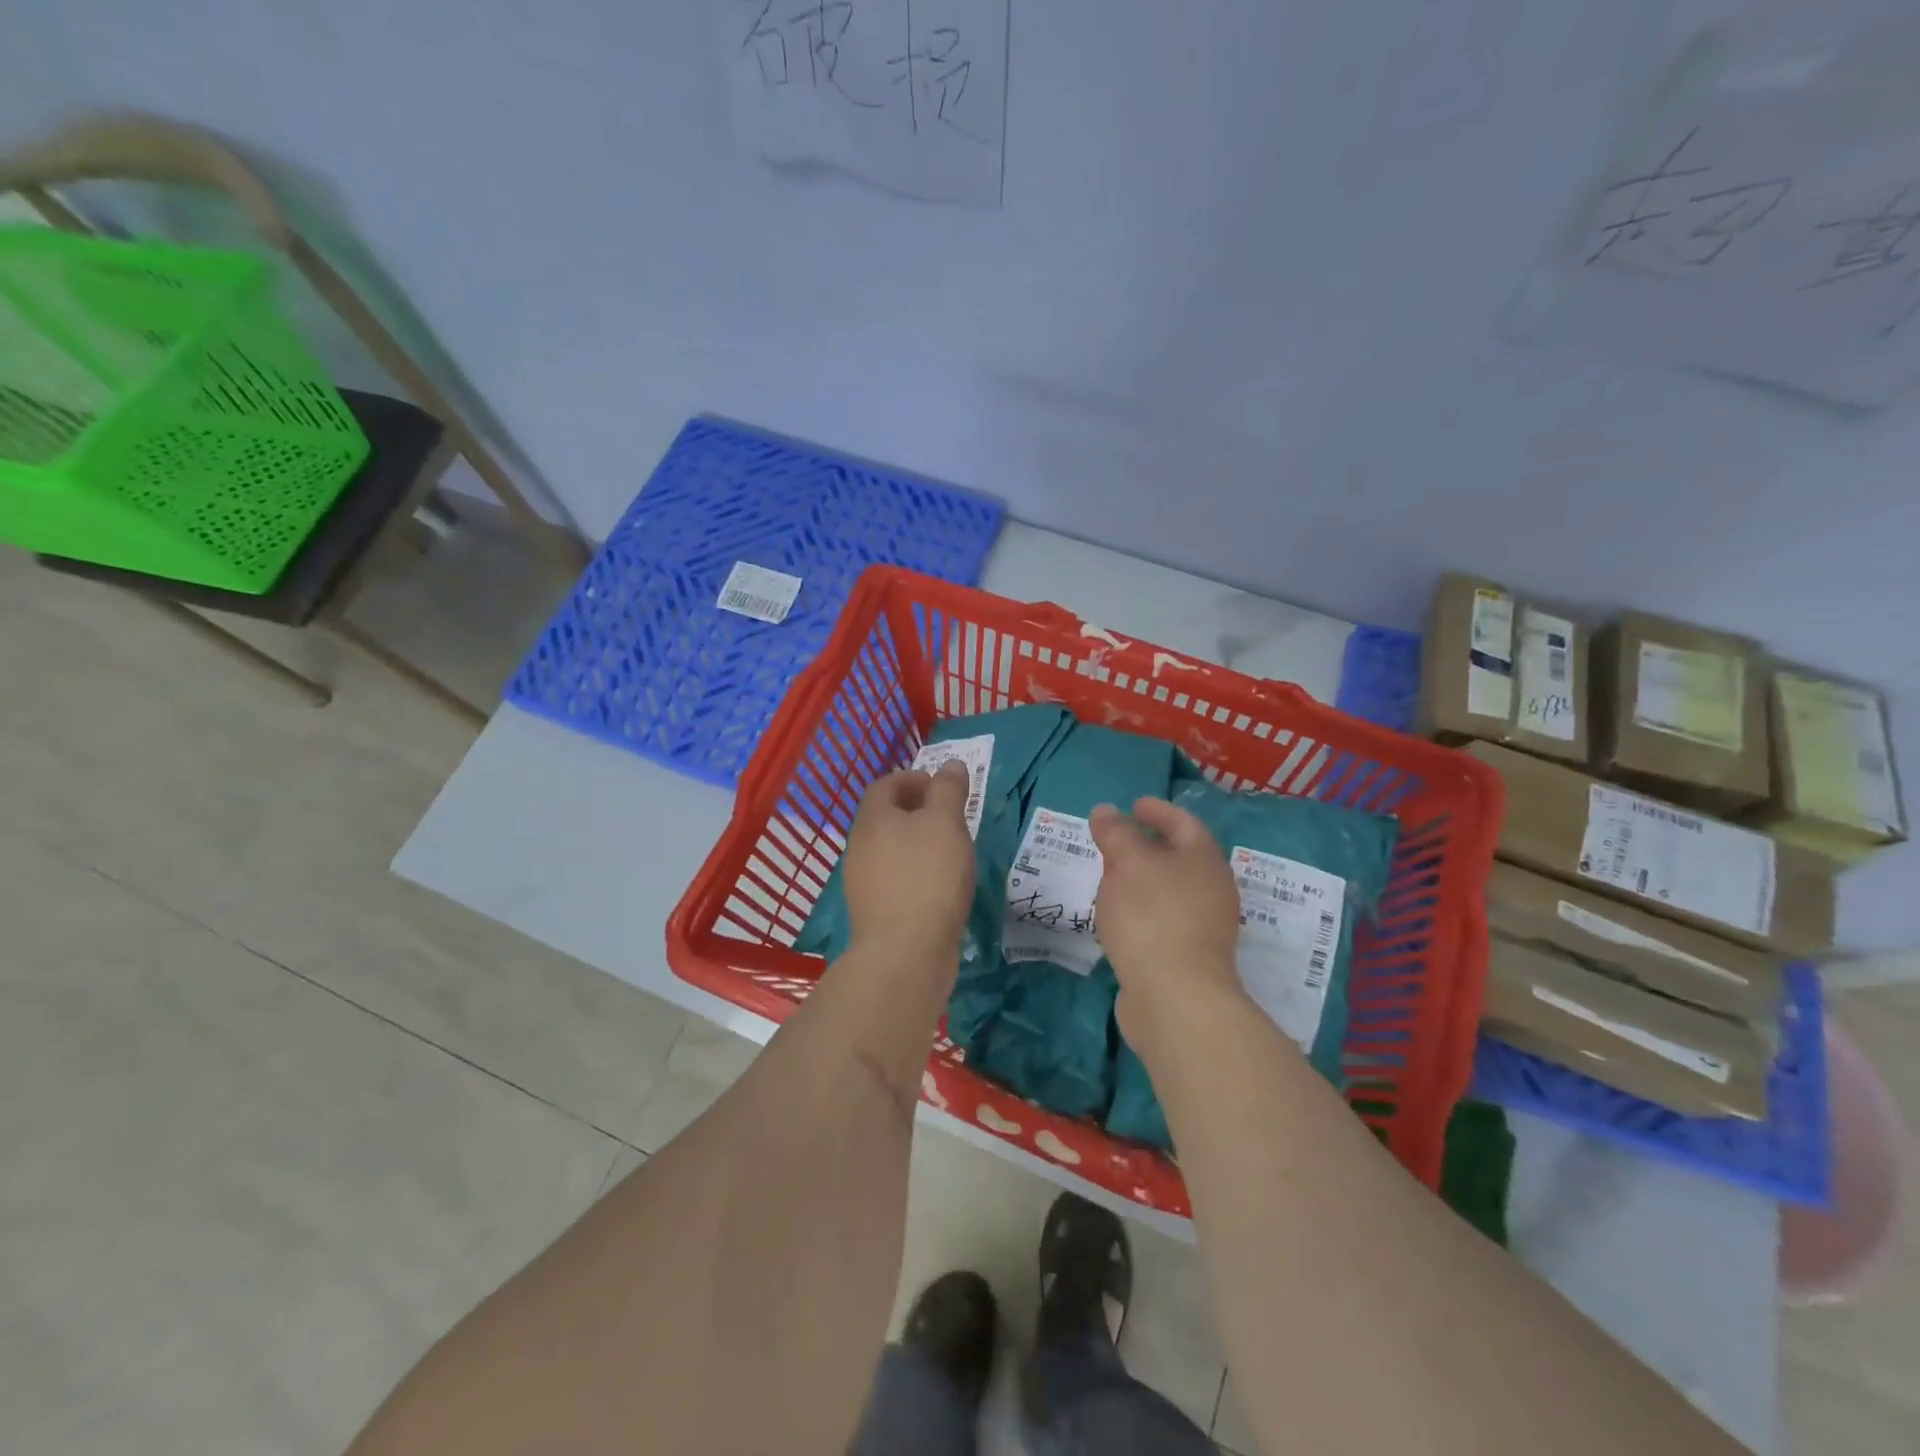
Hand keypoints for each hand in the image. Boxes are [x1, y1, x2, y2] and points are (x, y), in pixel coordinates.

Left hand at [841, 761, 976, 970]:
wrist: (904, 953)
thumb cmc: (927, 877)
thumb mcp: (945, 823)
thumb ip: (948, 790)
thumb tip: (950, 765)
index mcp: (872, 819)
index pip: (885, 784)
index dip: (912, 778)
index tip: (940, 786)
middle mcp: (860, 847)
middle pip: (885, 817)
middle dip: (916, 810)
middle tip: (950, 816)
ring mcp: (863, 882)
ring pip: (890, 849)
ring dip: (916, 843)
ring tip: (950, 850)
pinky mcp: (874, 911)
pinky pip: (895, 879)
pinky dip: (915, 872)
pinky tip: (940, 886)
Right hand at [1091, 798, 1244, 1052]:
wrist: (1175, 998)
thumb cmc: (1153, 916)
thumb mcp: (1127, 863)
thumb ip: (1116, 833)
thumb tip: (1106, 810)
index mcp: (1204, 860)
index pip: (1183, 823)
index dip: (1157, 810)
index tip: (1133, 805)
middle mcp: (1211, 890)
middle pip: (1179, 858)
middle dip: (1148, 846)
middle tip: (1115, 840)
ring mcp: (1202, 927)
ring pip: (1169, 891)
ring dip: (1142, 880)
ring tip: (1109, 877)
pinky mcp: (1187, 958)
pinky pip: (1162, 919)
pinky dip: (1140, 909)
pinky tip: (1117, 916)